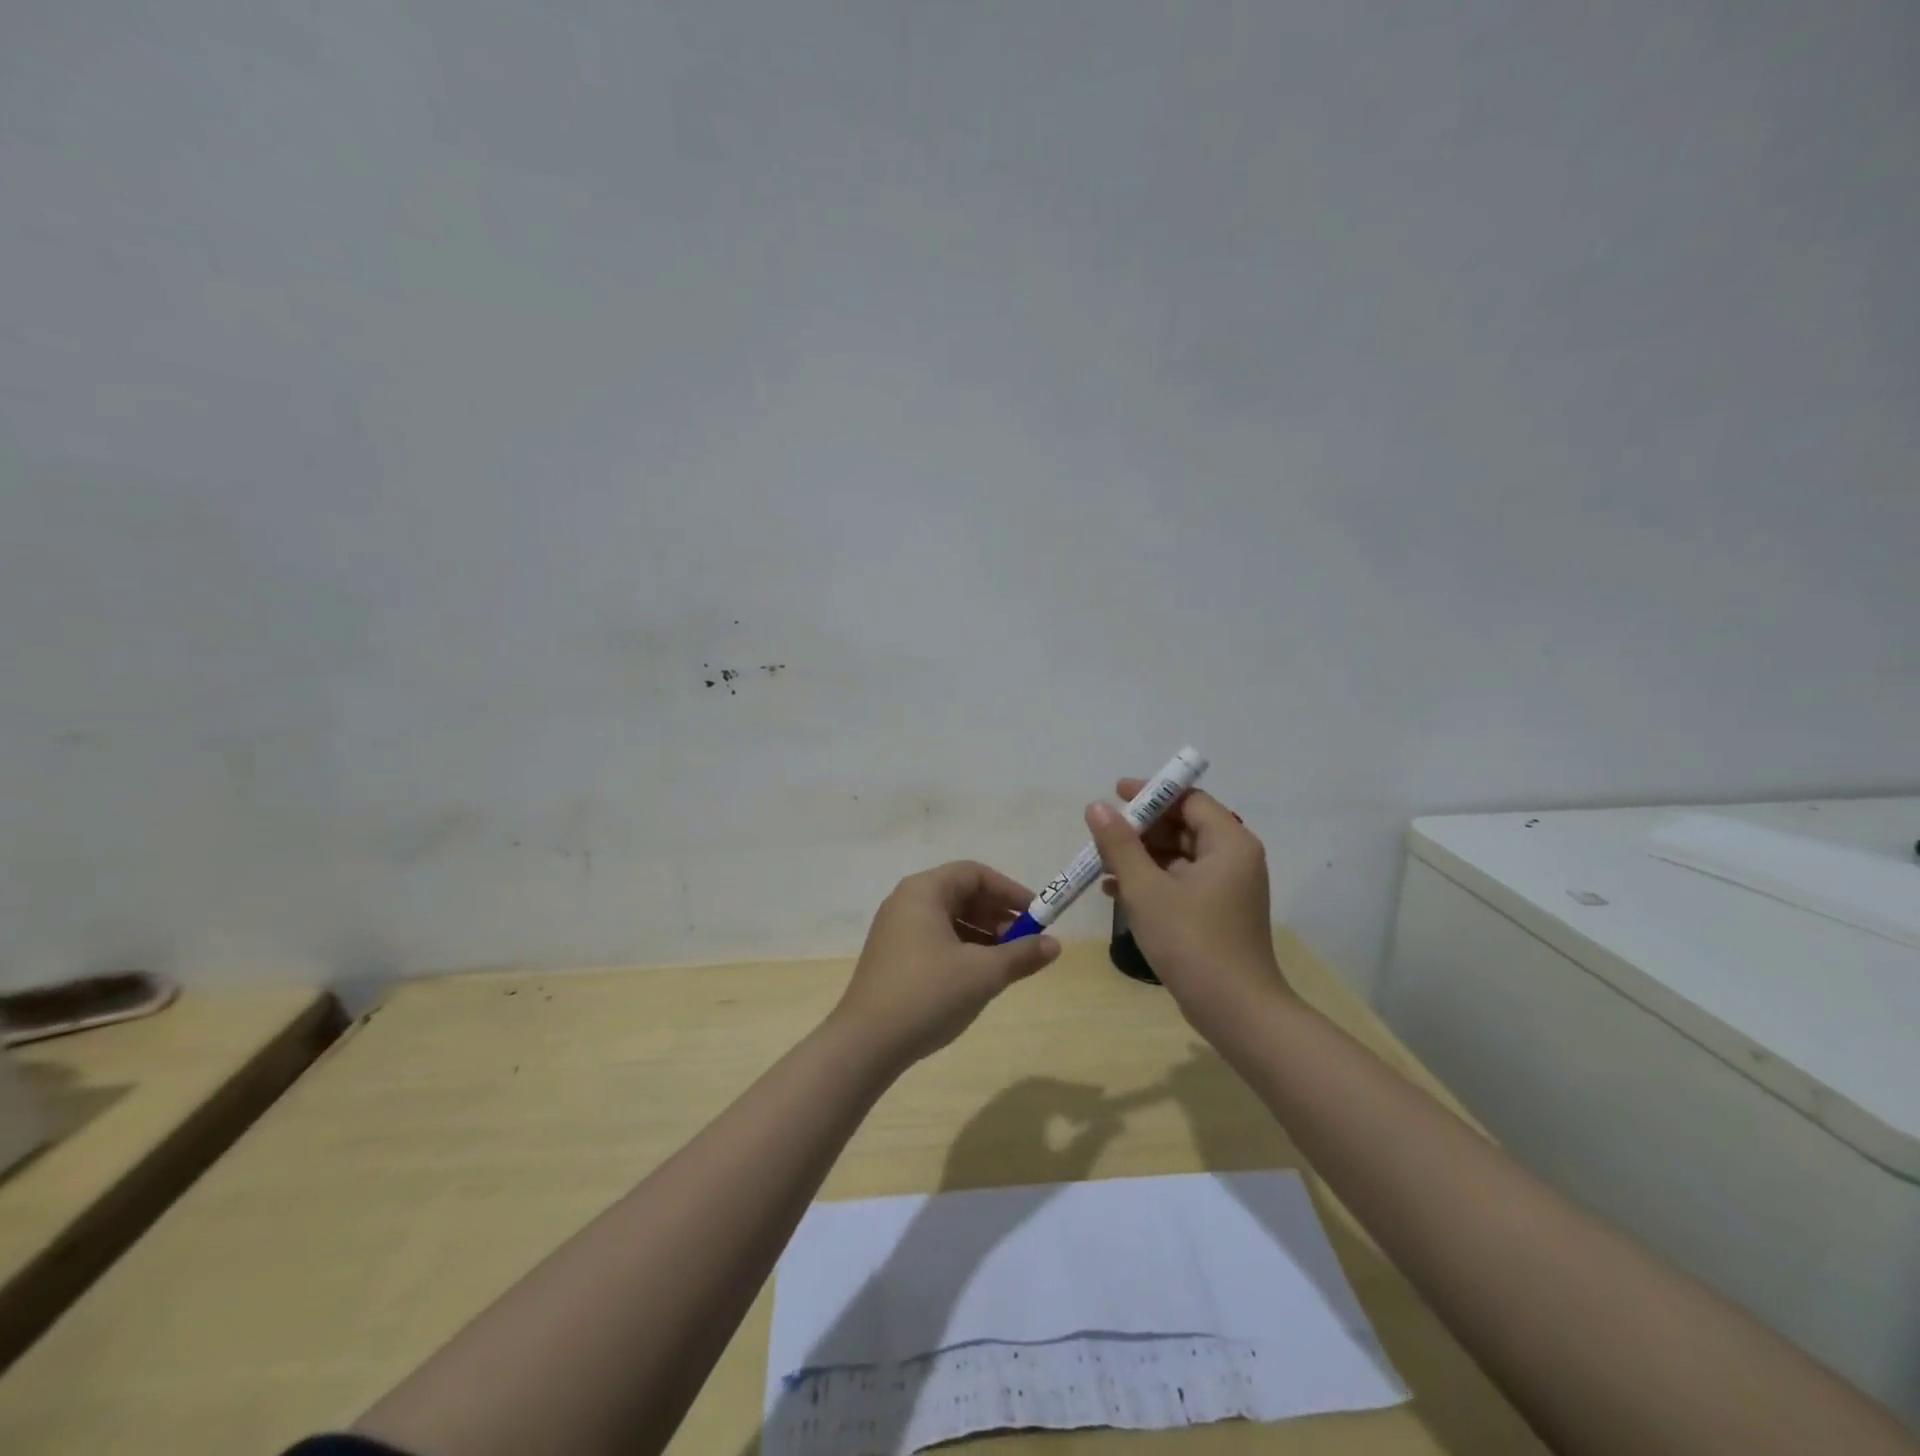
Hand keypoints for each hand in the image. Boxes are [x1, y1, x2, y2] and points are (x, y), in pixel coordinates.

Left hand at [830, 861, 1060, 1070]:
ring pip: (949, 919)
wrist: (866, 1043)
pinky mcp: (892, 957)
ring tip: (1006, 962)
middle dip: (997, 915)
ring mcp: (896, 930)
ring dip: (982, 934)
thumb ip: (1022, 955)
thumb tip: (1054, 945)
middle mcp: (906, 902)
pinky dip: (962, 949)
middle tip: (1024, 941)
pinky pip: (935, 939)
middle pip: (961, 894)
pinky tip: (978, 976)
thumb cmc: (928, 994)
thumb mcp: (983, 973)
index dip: (1010, 891)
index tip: (1037, 915)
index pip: (974, 874)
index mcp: (923, 891)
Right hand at [1085, 781, 1292, 1031]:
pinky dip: (1152, 881)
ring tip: (1101, 863)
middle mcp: (1234, 859)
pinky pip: (1181, 882)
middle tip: (1102, 832)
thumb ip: (1120, 844)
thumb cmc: (1191, 940)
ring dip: (1141, 857)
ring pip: (1179, 856)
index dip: (1151, 793)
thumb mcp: (1146, 889)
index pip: (1189, 799)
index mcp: (1229, 843)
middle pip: (1184, 826)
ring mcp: (1227, 888)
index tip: (1116, 794)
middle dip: (1141, 828)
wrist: (1236, 1011)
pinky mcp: (1217, 913)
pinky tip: (1115, 891)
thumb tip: (1097, 807)